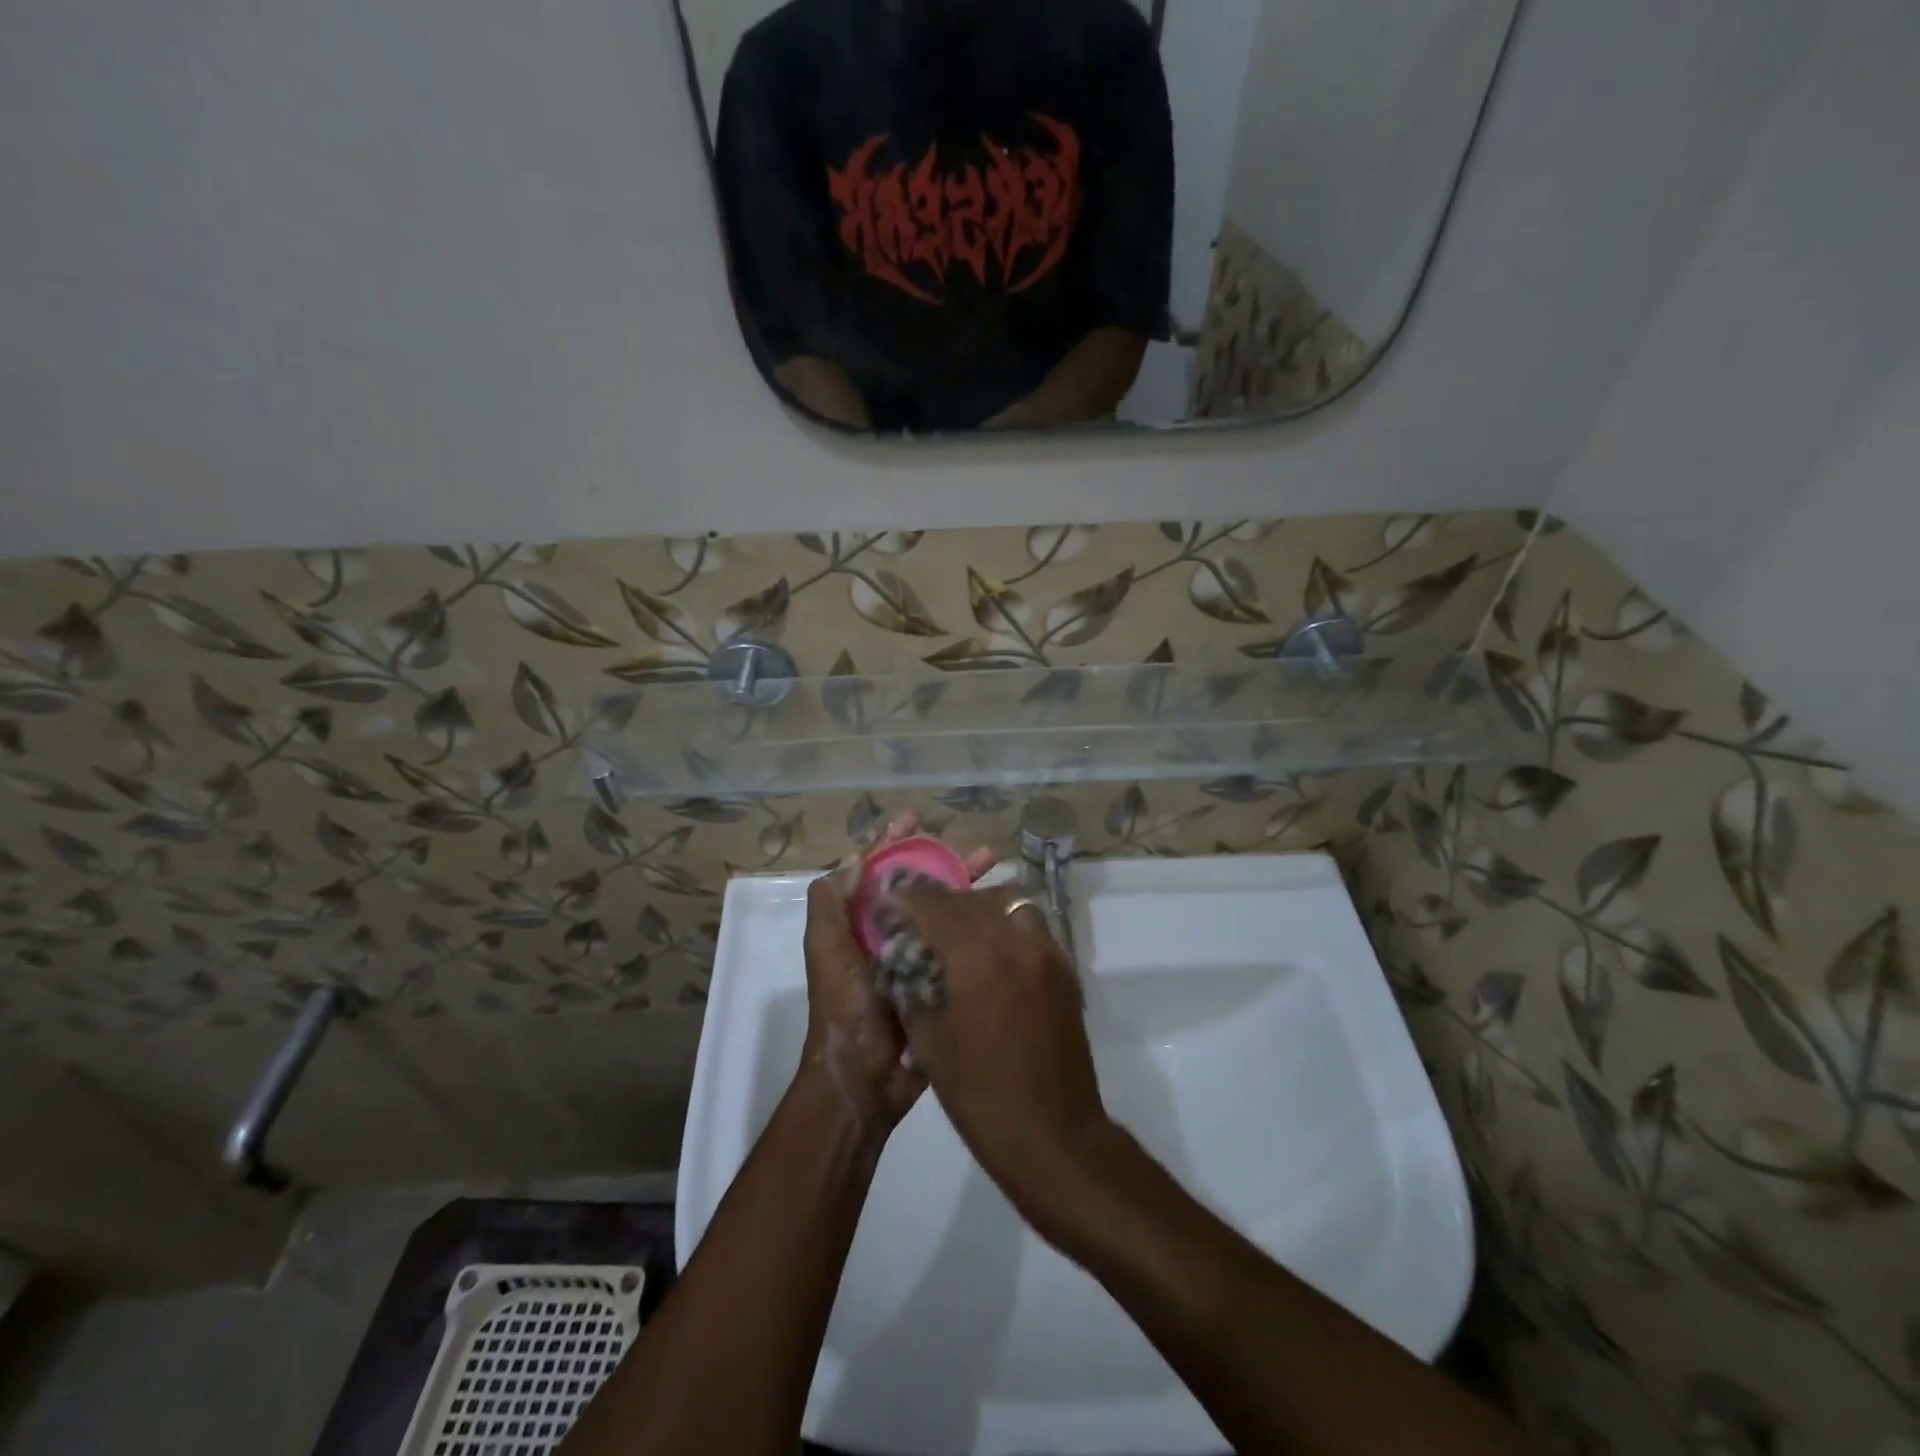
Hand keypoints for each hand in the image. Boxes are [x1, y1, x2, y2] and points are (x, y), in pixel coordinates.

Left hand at [799, 815, 991, 1138]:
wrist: (864, 1079)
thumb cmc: (845, 1007)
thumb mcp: (826, 949)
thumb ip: (830, 903)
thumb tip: (857, 860)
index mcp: (858, 923)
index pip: (877, 870)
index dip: (894, 841)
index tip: (917, 817)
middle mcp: (888, 933)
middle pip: (918, 886)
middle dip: (945, 862)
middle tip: (981, 851)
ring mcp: (915, 957)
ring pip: (943, 911)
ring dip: (968, 889)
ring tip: (1000, 872)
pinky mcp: (938, 981)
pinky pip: (957, 944)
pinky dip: (976, 925)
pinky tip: (1002, 914)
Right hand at [884, 880, 1116, 1229]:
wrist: (1055, 1137)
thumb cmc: (981, 1097)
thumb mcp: (930, 1042)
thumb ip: (913, 986)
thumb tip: (902, 955)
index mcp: (977, 959)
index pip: (934, 903)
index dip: (905, 896)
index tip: (887, 898)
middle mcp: (1016, 941)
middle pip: (970, 898)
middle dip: (937, 900)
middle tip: (916, 915)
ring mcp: (1047, 952)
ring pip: (1008, 902)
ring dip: (977, 906)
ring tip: (957, 930)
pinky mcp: (1065, 969)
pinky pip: (1030, 925)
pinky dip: (1005, 924)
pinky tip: (989, 952)